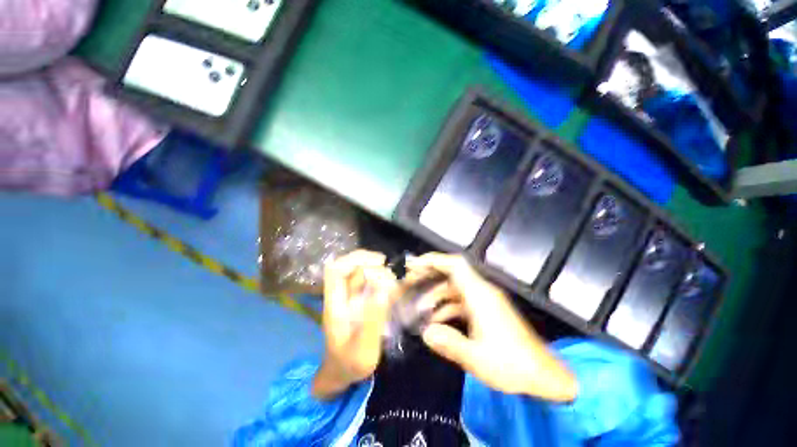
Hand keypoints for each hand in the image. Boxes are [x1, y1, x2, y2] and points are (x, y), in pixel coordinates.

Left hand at [312, 250, 396, 399]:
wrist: (343, 373)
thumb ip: (373, 320)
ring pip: (361, 271)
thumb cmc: (350, 364)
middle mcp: (342, 295)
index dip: (355, 260)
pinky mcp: (360, 300)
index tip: (379, 263)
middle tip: (390, 270)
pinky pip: (370, 281)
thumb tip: (384, 289)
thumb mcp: (363, 349)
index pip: (335, 269)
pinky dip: (382, 278)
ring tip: (395, 279)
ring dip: (378, 269)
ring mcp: (351, 296)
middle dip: (370, 261)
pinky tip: (395, 286)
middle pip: (350, 265)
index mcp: (335, 303)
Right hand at [408, 253, 576, 401]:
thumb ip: (449, 344)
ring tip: (419, 307)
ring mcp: (485, 300)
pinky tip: (437, 321)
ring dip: (437, 294)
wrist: (544, 376)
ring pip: (455, 287)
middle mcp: (482, 291)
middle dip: (430, 274)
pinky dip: (447, 306)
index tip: (414, 265)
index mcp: (480, 295)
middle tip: (410, 282)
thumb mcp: (477, 359)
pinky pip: (462, 300)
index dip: (434, 260)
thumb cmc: (513, 366)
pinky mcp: (487, 310)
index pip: (455, 265)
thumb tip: (425, 332)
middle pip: (452, 272)